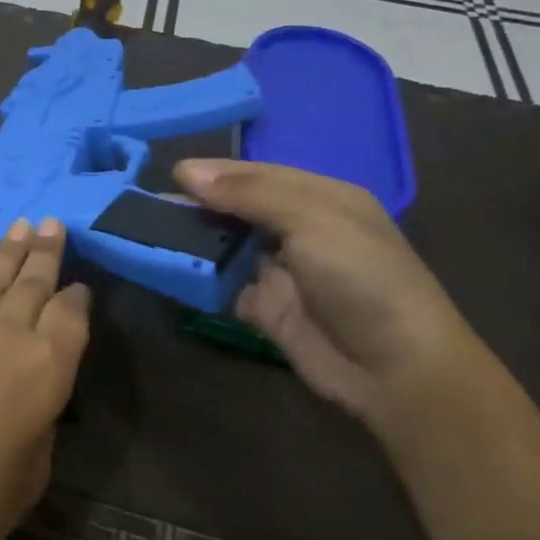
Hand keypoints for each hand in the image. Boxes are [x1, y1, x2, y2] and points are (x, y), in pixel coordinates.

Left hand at [0, 217, 91, 539]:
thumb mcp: (31, 475)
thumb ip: (38, 423)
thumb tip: (31, 397)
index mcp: (47, 370)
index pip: (71, 317)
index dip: (78, 297)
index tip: (80, 284)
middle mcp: (6, 337)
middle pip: (32, 284)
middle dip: (45, 252)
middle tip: (52, 223)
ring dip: (6, 250)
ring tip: (20, 224)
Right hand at [176, 159, 493, 431]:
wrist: (394, 368)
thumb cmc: (361, 278)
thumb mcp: (312, 220)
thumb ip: (249, 193)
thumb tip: (186, 171)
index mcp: (320, 199)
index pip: (258, 175)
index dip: (216, 172)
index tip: (169, 173)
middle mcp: (298, 230)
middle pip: (237, 209)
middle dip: (197, 205)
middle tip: (145, 203)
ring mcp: (280, 272)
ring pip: (225, 246)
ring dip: (191, 240)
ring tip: (145, 230)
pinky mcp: (264, 309)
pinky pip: (221, 286)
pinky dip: (195, 278)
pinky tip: (163, 268)